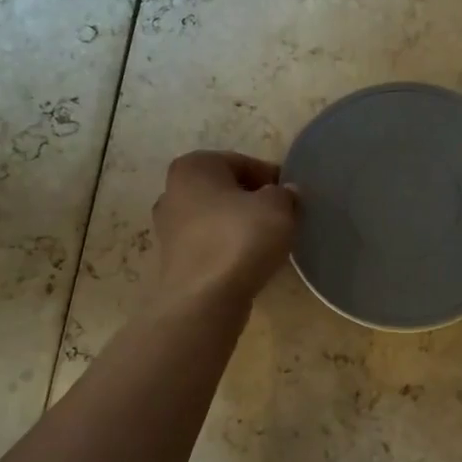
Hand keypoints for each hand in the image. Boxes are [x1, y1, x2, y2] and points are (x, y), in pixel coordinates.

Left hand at [150, 152, 298, 308]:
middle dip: (253, 201)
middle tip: (282, 218)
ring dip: (241, 226)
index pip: (243, 162)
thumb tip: (284, 193)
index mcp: (193, 166)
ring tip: (268, 243)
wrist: (204, 299)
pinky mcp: (173, 260)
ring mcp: (168, 228)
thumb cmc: (240, 239)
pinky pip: (210, 245)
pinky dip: (228, 249)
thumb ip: (285, 194)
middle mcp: (172, 191)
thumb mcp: (278, 207)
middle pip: (226, 190)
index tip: (292, 197)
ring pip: (216, 218)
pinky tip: (248, 262)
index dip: (271, 178)